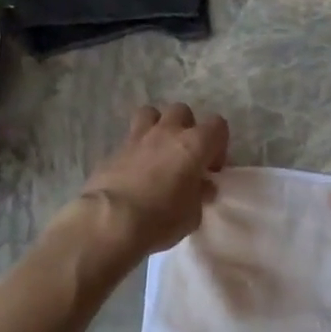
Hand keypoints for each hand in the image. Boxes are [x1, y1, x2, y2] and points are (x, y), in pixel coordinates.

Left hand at [74, 103, 229, 258]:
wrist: (111, 220)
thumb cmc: (161, 218)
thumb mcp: (193, 215)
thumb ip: (200, 194)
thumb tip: (201, 186)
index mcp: (194, 144)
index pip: (217, 125)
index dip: (218, 144)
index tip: (211, 169)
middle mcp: (167, 132)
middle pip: (182, 111)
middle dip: (187, 129)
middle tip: (185, 157)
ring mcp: (138, 137)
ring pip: (151, 113)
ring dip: (158, 127)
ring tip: (158, 152)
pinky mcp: (115, 149)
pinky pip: (130, 138)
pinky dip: (136, 148)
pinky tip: (135, 170)